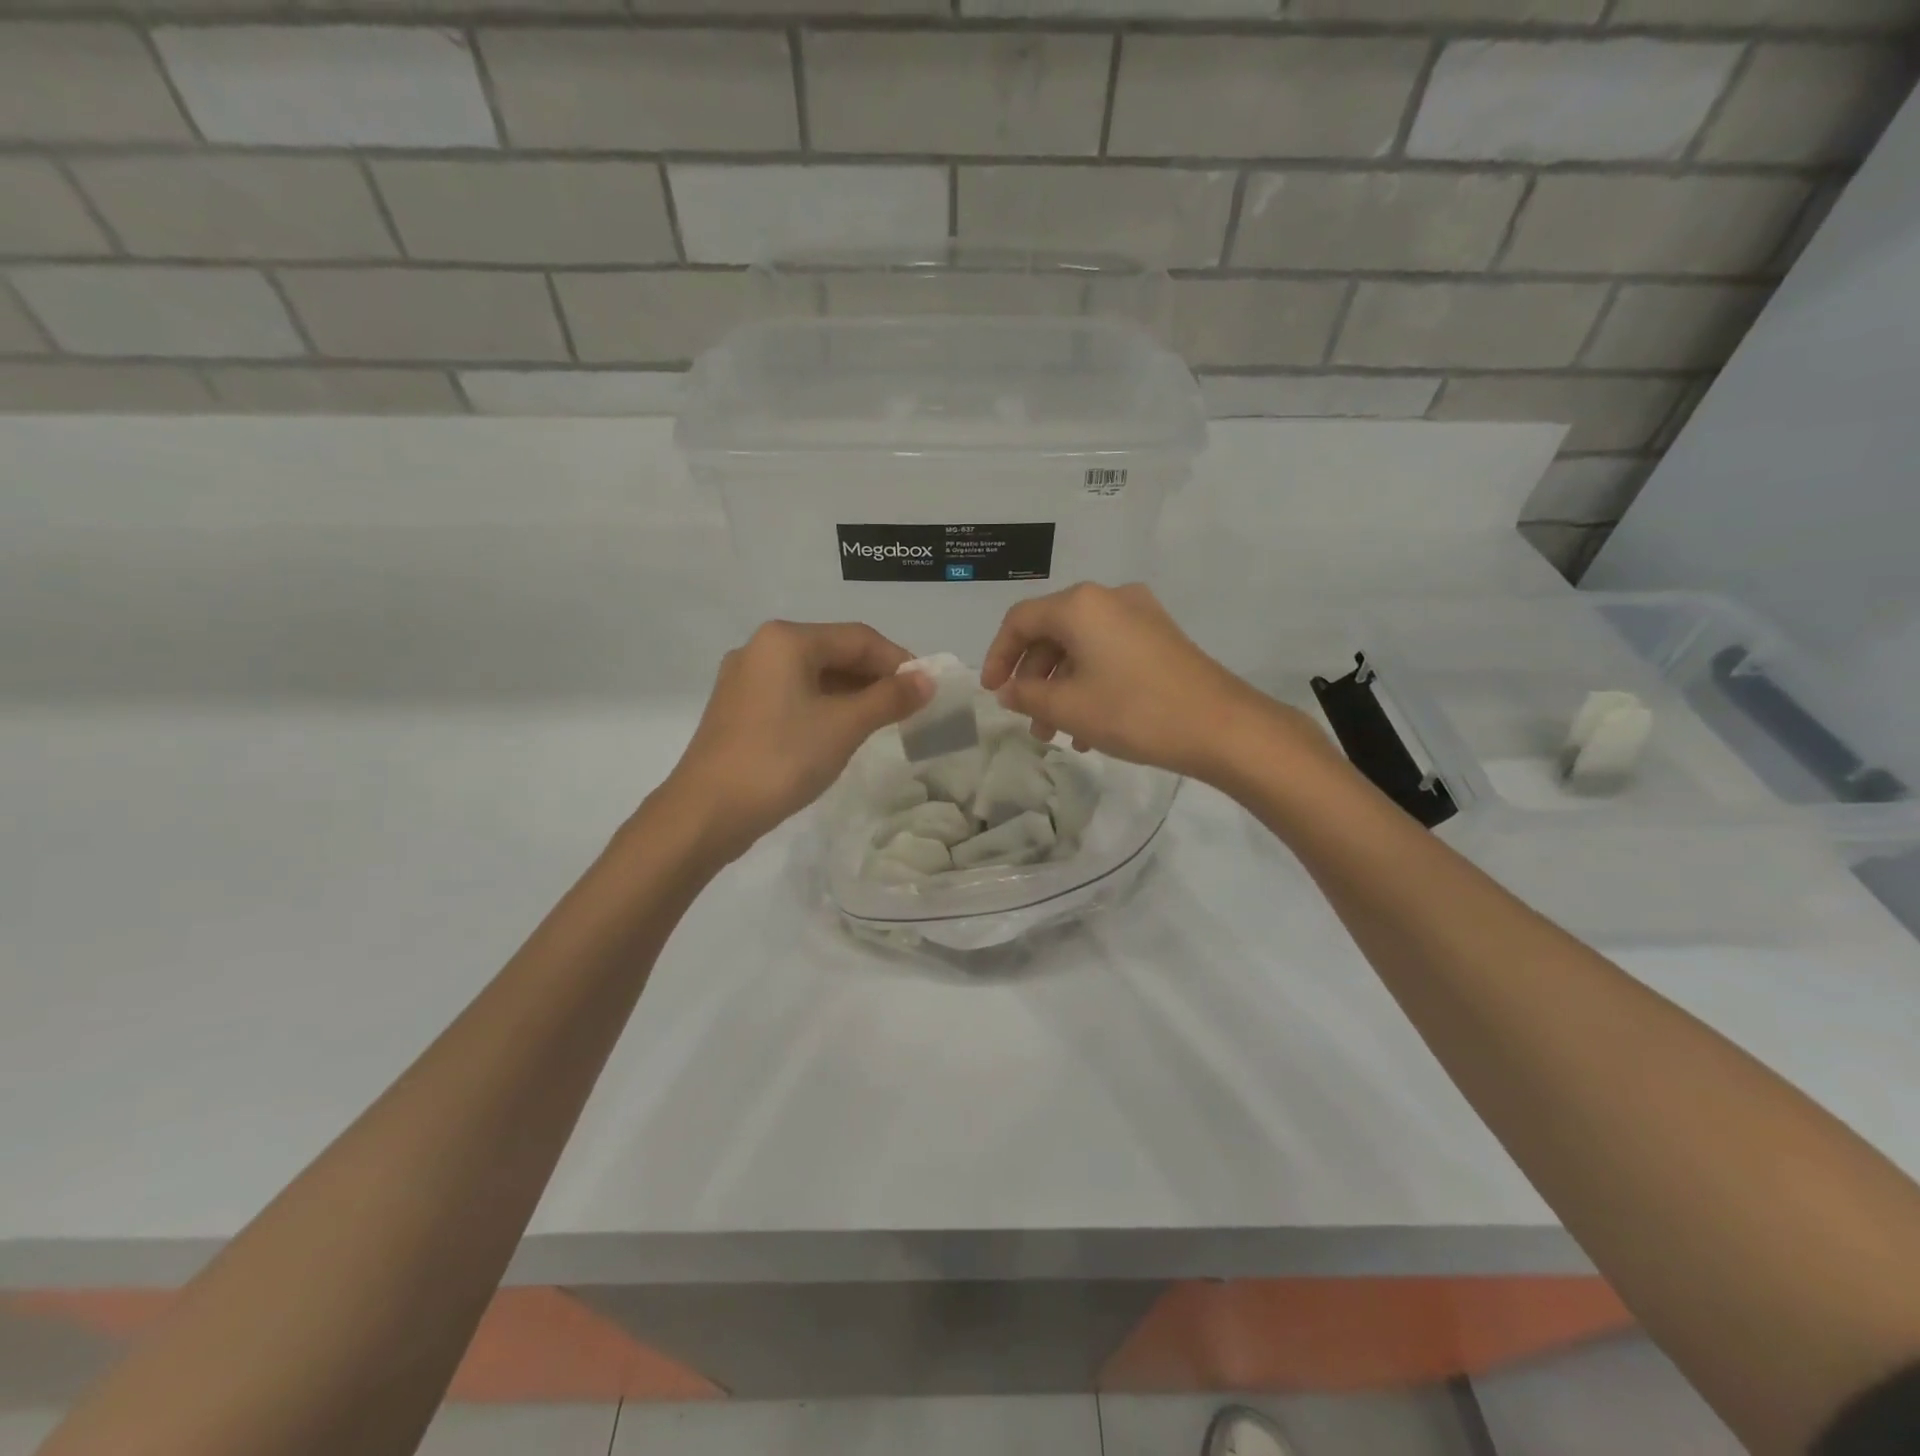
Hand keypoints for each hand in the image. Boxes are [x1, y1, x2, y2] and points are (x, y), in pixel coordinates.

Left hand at [662, 621, 931, 863]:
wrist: (707, 812)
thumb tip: (928, 679)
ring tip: (881, 722)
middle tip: (908, 708)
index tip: (926, 689)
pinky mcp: (738, 708)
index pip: (858, 638)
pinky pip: (793, 694)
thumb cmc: (781, 759)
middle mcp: (761, 648)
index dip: (898, 660)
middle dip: (874, 677)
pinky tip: (840, 731)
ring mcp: (745, 678)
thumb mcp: (844, 726)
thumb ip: (890, 699)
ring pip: (813, 675)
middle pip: (834, 651)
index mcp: (786, 639)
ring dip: (851, 693)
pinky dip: (824, 706)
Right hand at [980, 583, 1325, 783]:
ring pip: (1081, 647)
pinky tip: (1090, 727)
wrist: (1222, 726)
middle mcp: (1109, 598)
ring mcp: (1140, 615)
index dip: (998, 656)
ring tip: (1058, 734)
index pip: (1020, 620)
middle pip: (1052, 632)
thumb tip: (1009, 690)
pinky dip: (1090, 682)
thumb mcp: (1069, 708)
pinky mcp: (1161, 637)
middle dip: (1033, 679)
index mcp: (1080, 605)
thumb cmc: (1134, 711)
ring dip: (1062, 687)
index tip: (992, 692)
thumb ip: (1027, 695)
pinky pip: (1109, 653)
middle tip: (1029, 721)